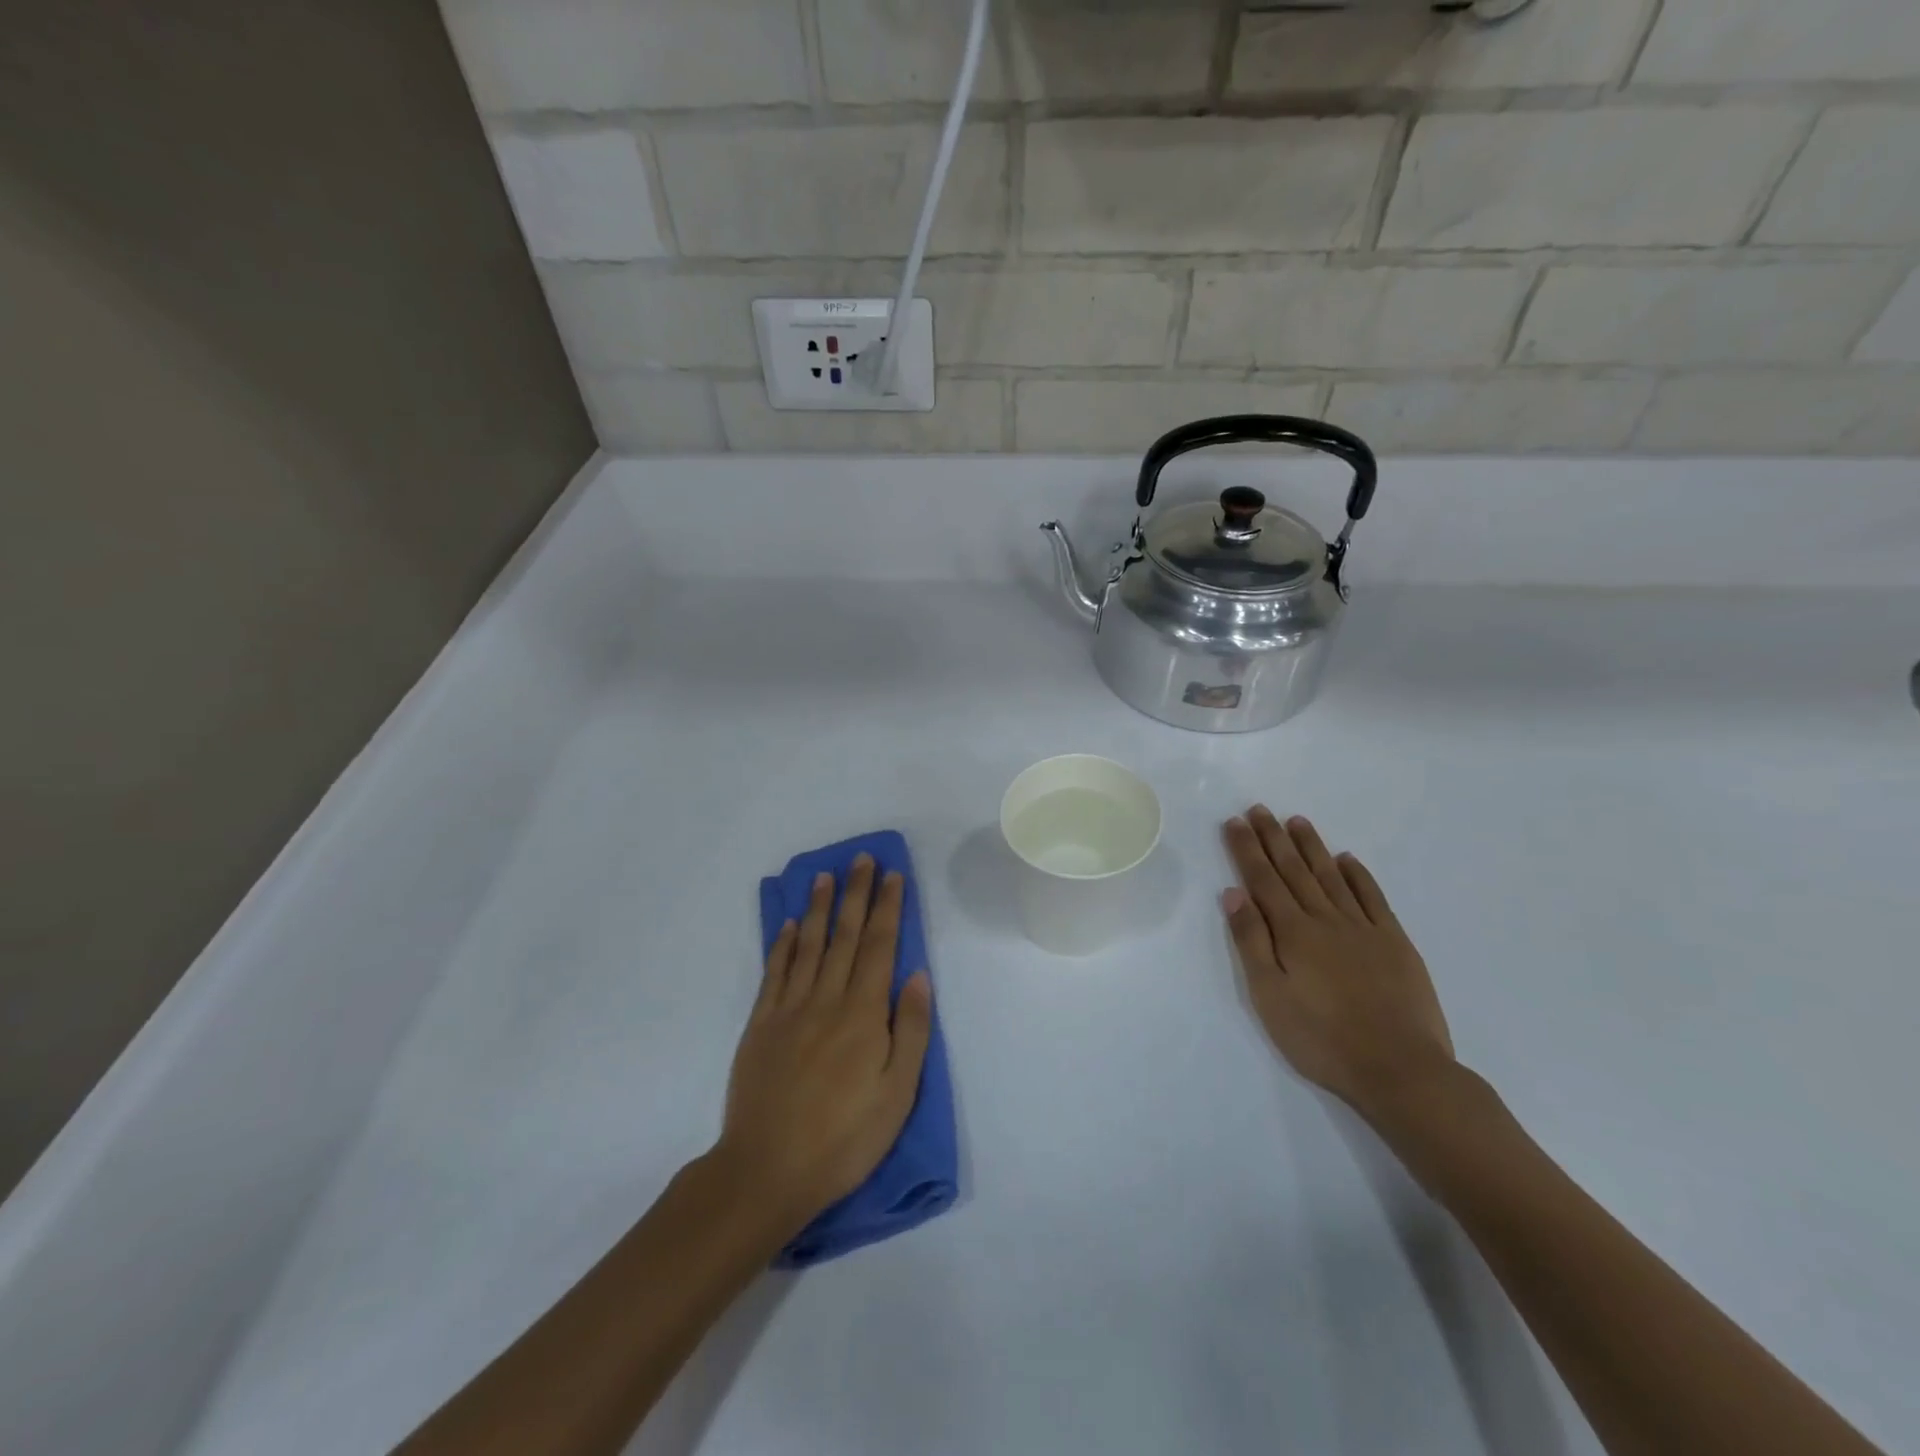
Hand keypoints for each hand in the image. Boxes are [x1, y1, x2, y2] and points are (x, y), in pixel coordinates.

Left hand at [716, 854, 932, 1232]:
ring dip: (820, 908)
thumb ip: (910, 1029)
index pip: (880, 947)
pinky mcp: (760, 1026)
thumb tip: (917, 974)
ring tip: (826, 876)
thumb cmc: (844, 1138)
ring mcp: (789, 1010)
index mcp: (863, 1014)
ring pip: (809, 946)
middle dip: (857, 894)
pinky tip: (789, 925)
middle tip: (862, 859)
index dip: (888, 908)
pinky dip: (783, 945)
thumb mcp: (897, 1093)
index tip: (893, 875)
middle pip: (846, 936)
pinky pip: (774, 973)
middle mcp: (826, 1000)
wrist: (767, 1171)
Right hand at [1221, 807, 1454, 1121]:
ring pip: (1331, 876)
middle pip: (1294, 870)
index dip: (1246, 849)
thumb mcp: (1269, 996)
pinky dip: (1358, 876)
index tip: (1234, 821)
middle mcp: (1326, 920)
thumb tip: (1233, 893)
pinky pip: (1373, 899)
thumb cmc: (1321, 1038)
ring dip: (1312, 847)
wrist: (1400, 1070)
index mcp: (1292, 932)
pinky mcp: (1396, 944)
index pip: (1262, 880)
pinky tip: (1347, 860)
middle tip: (1259, 809)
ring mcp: (1364, 929)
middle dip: (1273, 838)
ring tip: (1297, 821)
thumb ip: (1251, 941)